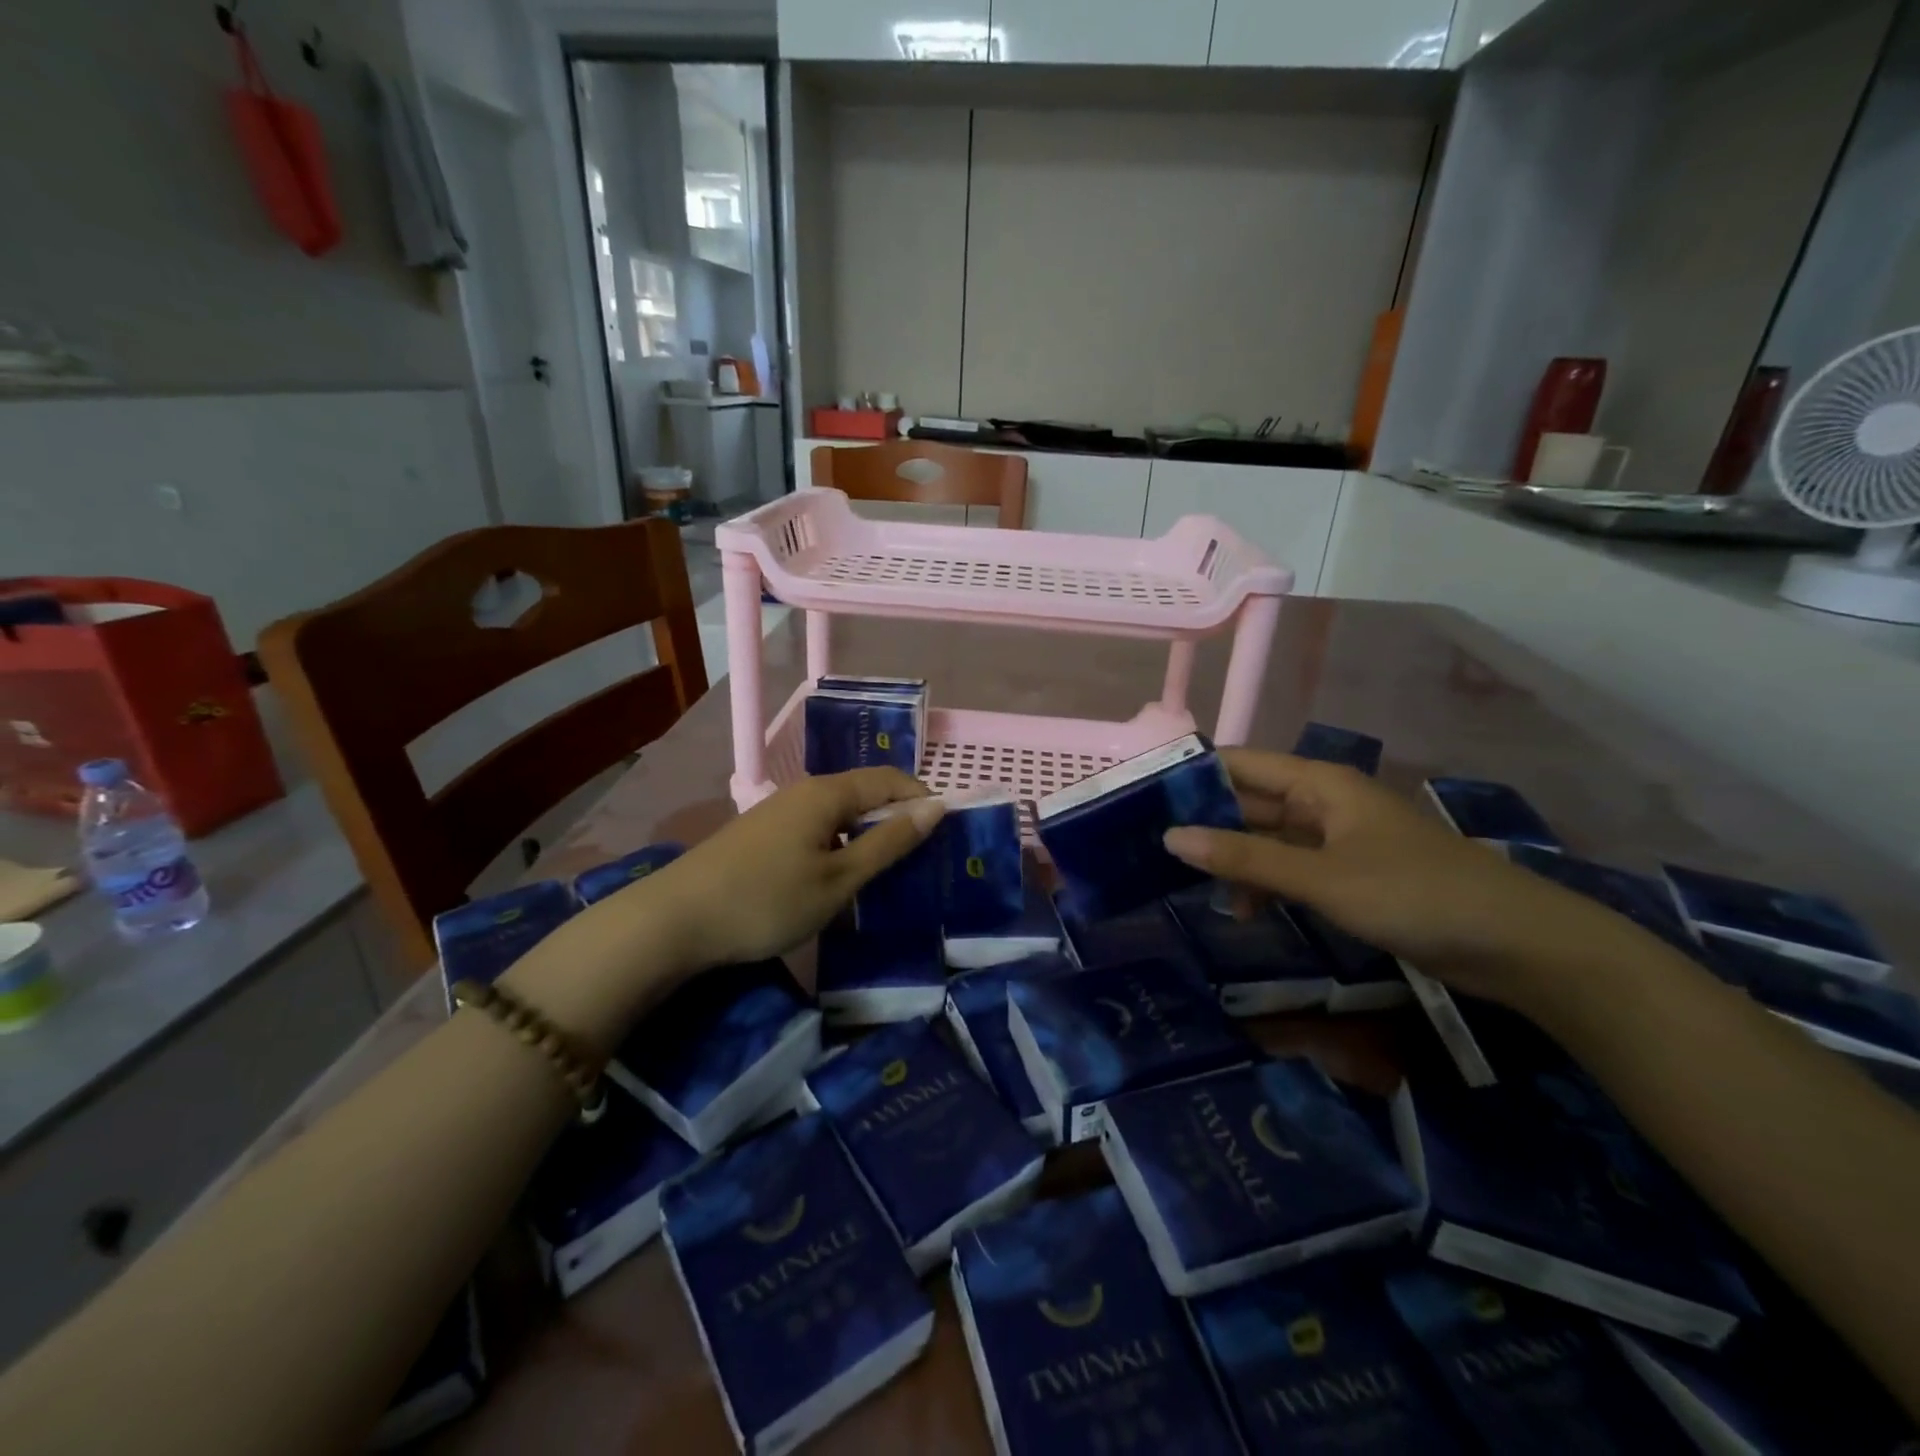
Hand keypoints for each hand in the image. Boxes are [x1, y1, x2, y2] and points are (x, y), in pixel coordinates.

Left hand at [643, 769, 945, 970]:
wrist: (675, 920)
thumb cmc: (767, 900)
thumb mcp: (839, 879)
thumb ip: (889, 843)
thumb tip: (935, 807)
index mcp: (827, 793)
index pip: (890, 779)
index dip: (922, 799)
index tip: (945, 835)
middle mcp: (803, 791)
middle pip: (864, 793)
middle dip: (896, 820)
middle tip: (919, 861)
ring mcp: (778, 811)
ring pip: (838, 814)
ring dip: (866, 836)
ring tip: (884, 874)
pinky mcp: (761, 834)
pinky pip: (815, 829)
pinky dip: (838, 846)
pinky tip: (837, 878)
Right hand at [1162, 750, 1643, 1008]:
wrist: (1519, 946)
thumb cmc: (1415, 895)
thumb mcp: (1321, 878)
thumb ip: (1246, 858)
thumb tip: (1171, 838)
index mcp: (1319, 784)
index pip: (1240, 765)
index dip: (1193, 778)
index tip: (1144, 800)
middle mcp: (1325, 803)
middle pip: (1251, 803)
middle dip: (1208, 824)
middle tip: (1153, 850)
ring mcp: (1340, 841)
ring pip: (1270, 840)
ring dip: (1235, 860)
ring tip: (1191, 888)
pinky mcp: (1353, 876)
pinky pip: (1293, 869)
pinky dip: (1266, 884)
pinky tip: (1244, 910)